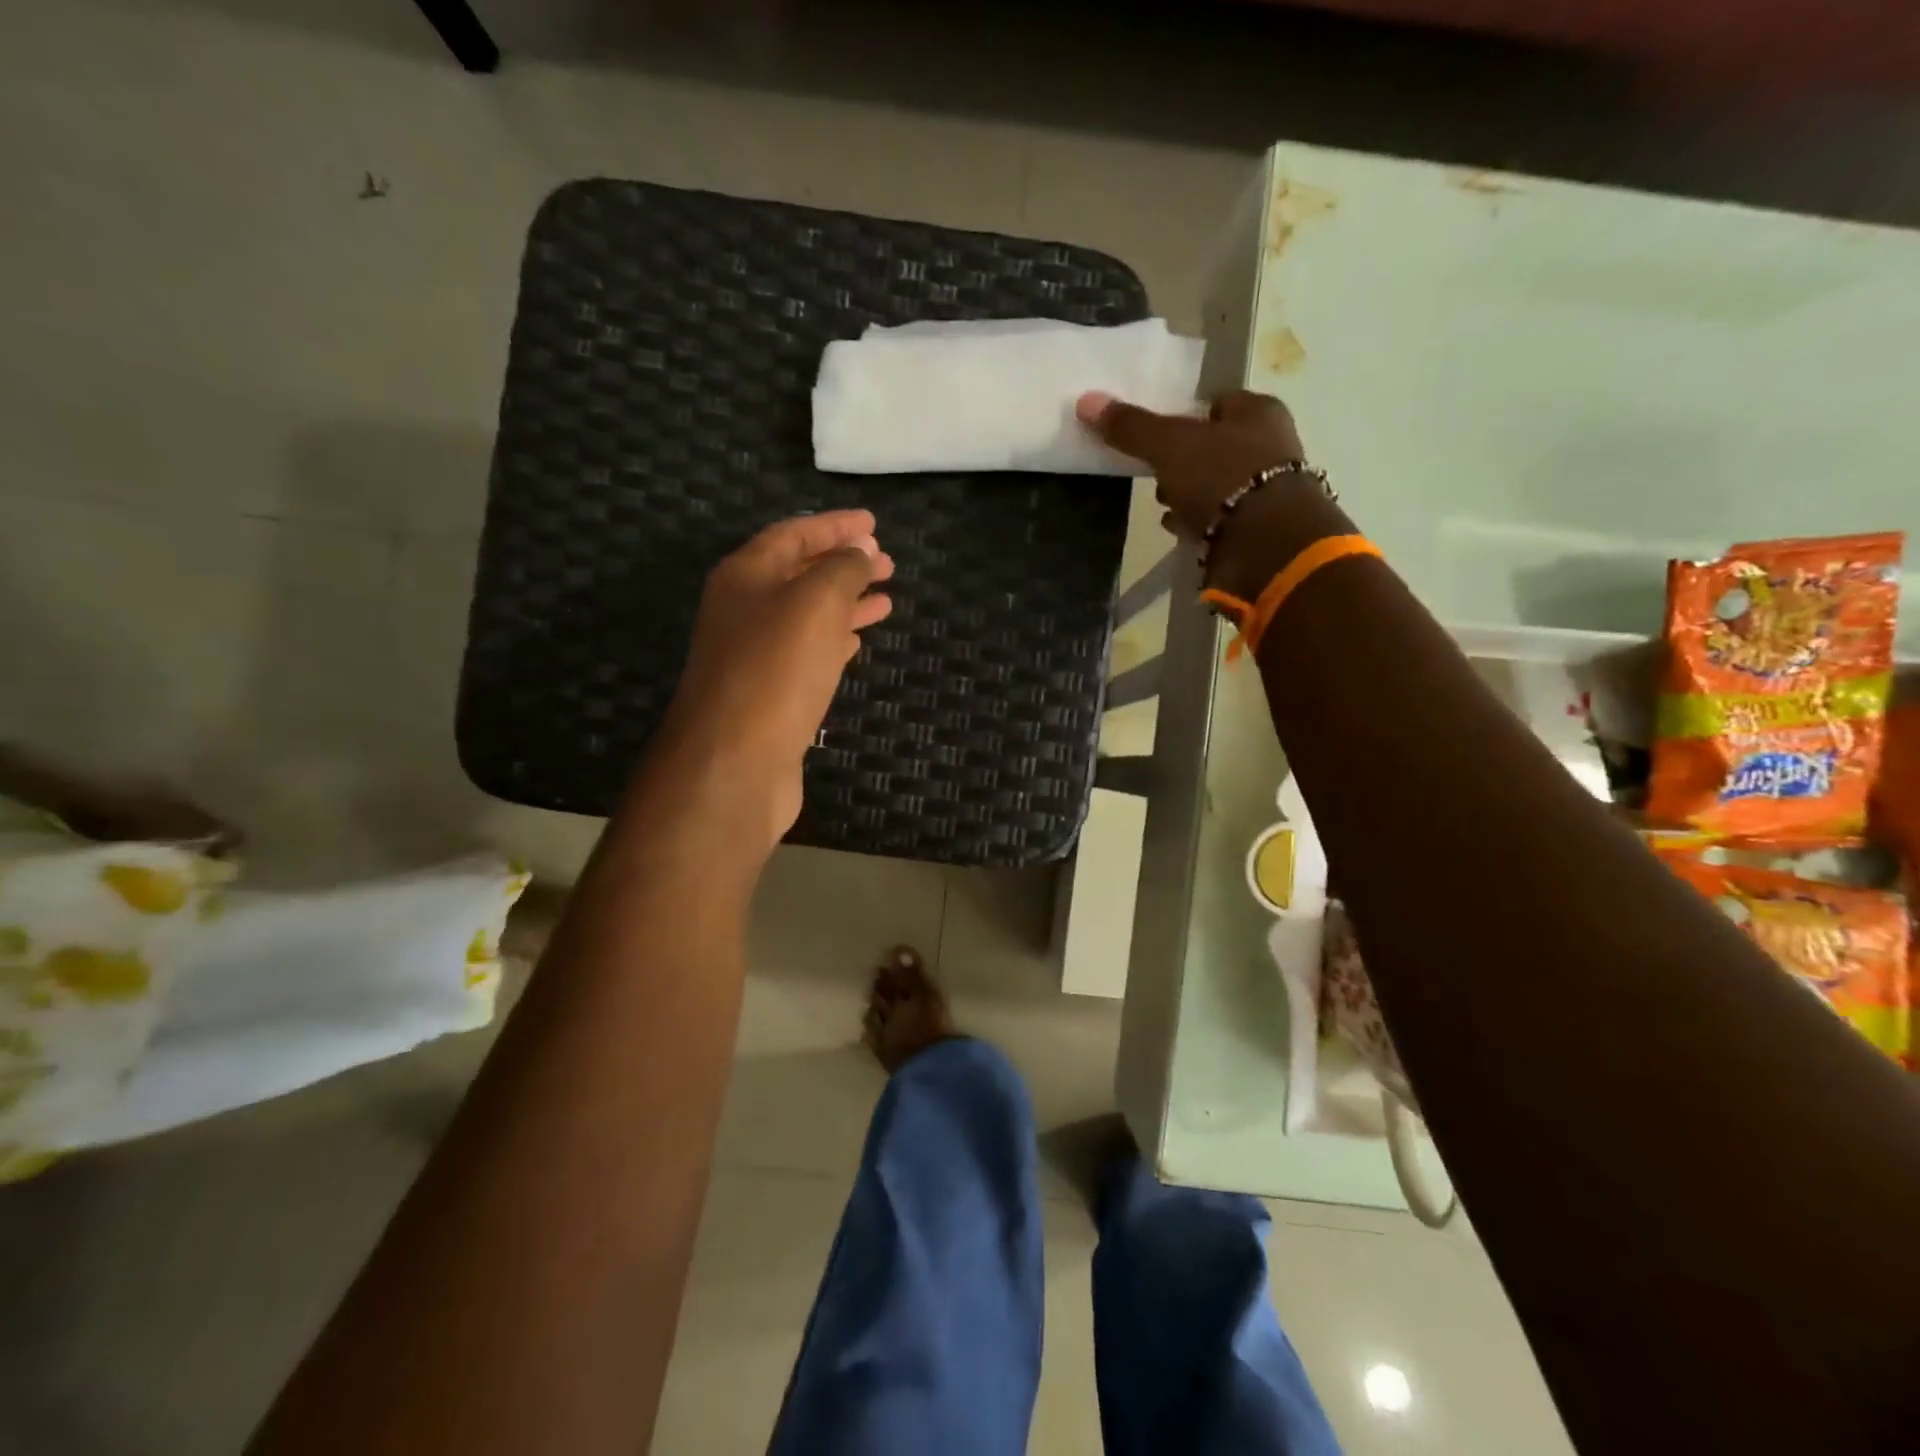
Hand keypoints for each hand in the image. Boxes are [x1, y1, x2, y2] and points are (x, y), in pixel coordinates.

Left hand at [655, 510, 893, 851]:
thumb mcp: (814, 603)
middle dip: (843, 564)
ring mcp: (755, 654)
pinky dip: (835, 641)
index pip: (793, 534)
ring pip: (807, 616)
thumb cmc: (774, 671)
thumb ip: (842, 570)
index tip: (874, 524)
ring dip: (845, 603)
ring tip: (886, 597)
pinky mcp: (770, 694)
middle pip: (799, 574)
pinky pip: (807, 653)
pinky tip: (857, 641)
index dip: (834, 526)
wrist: (734, 762)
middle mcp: (744, 610)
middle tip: (887, 562)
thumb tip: (861, 551)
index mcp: (746, 576)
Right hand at [1075, 389, 1305, 541]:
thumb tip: (1086, 400)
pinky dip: (1197, 522)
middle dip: (1183, 460)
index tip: (1155, 434)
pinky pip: (1219, 519)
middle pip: (1214, 446)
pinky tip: (1177, 528)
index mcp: (1258, 411)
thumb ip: (1132, 427)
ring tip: (1163, 506)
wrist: (1265, 546)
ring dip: (1188, 493)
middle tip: (1155, 472)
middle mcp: (1269, 445)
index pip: (1216, 403)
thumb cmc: (1223, 478)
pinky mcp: (1257, 529)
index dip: (1184, 415)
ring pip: (1215, 484)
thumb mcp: (1169, 445)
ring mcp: (1266, 491)